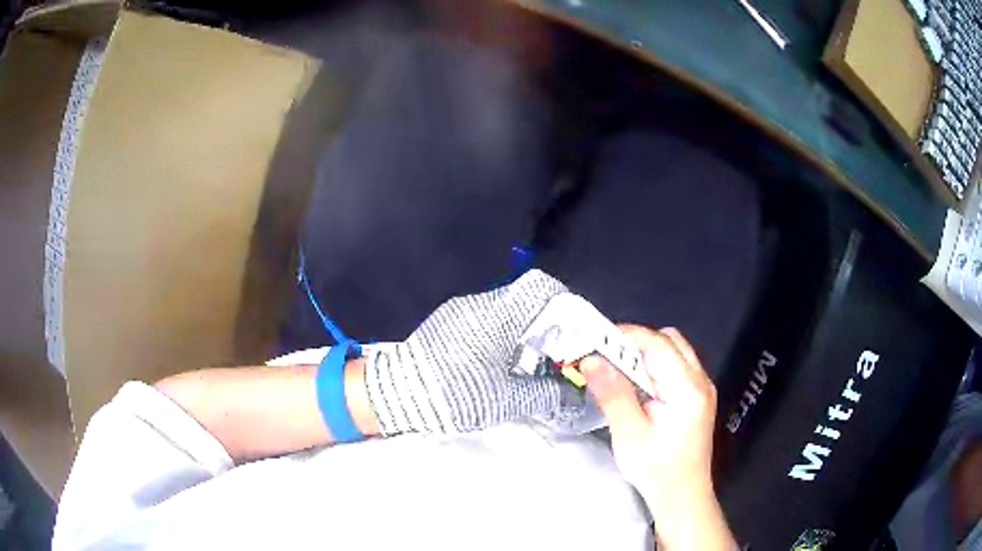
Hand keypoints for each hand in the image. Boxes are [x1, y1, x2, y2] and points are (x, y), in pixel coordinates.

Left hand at [363, 269, 583, 434]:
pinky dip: (505, 336)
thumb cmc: (454, 394)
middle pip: (527, 299)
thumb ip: (547, 395)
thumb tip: (576, 396)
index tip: (577, 331)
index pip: (542, 288)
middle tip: (560, 354)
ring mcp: (460, 312)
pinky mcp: (448, 325)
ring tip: (534, 363)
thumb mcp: (506, 401)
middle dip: (549, 325)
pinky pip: (488, 321)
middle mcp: (480, 305)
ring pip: (507, 311)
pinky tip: (504, 364)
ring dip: (526, 332)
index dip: (566, 304)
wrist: (394, 396)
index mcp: (498, 315)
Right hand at [581, 325, 734, 548]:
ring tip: (619, 374)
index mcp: (687, 388)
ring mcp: (702, 389)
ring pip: (675, 352)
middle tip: (607, 358)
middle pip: (670, 341)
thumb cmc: (656, 470)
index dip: (626, 336)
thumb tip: (591, 360)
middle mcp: (700, 381)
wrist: (682, 497)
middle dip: (637, 342)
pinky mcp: (698, 399)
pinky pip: (677, 368)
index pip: (657, 344)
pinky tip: (638, 389)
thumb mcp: (629, 433)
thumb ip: (613, 393)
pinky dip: (655, 369)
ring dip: (646, 355)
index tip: (595, 341)